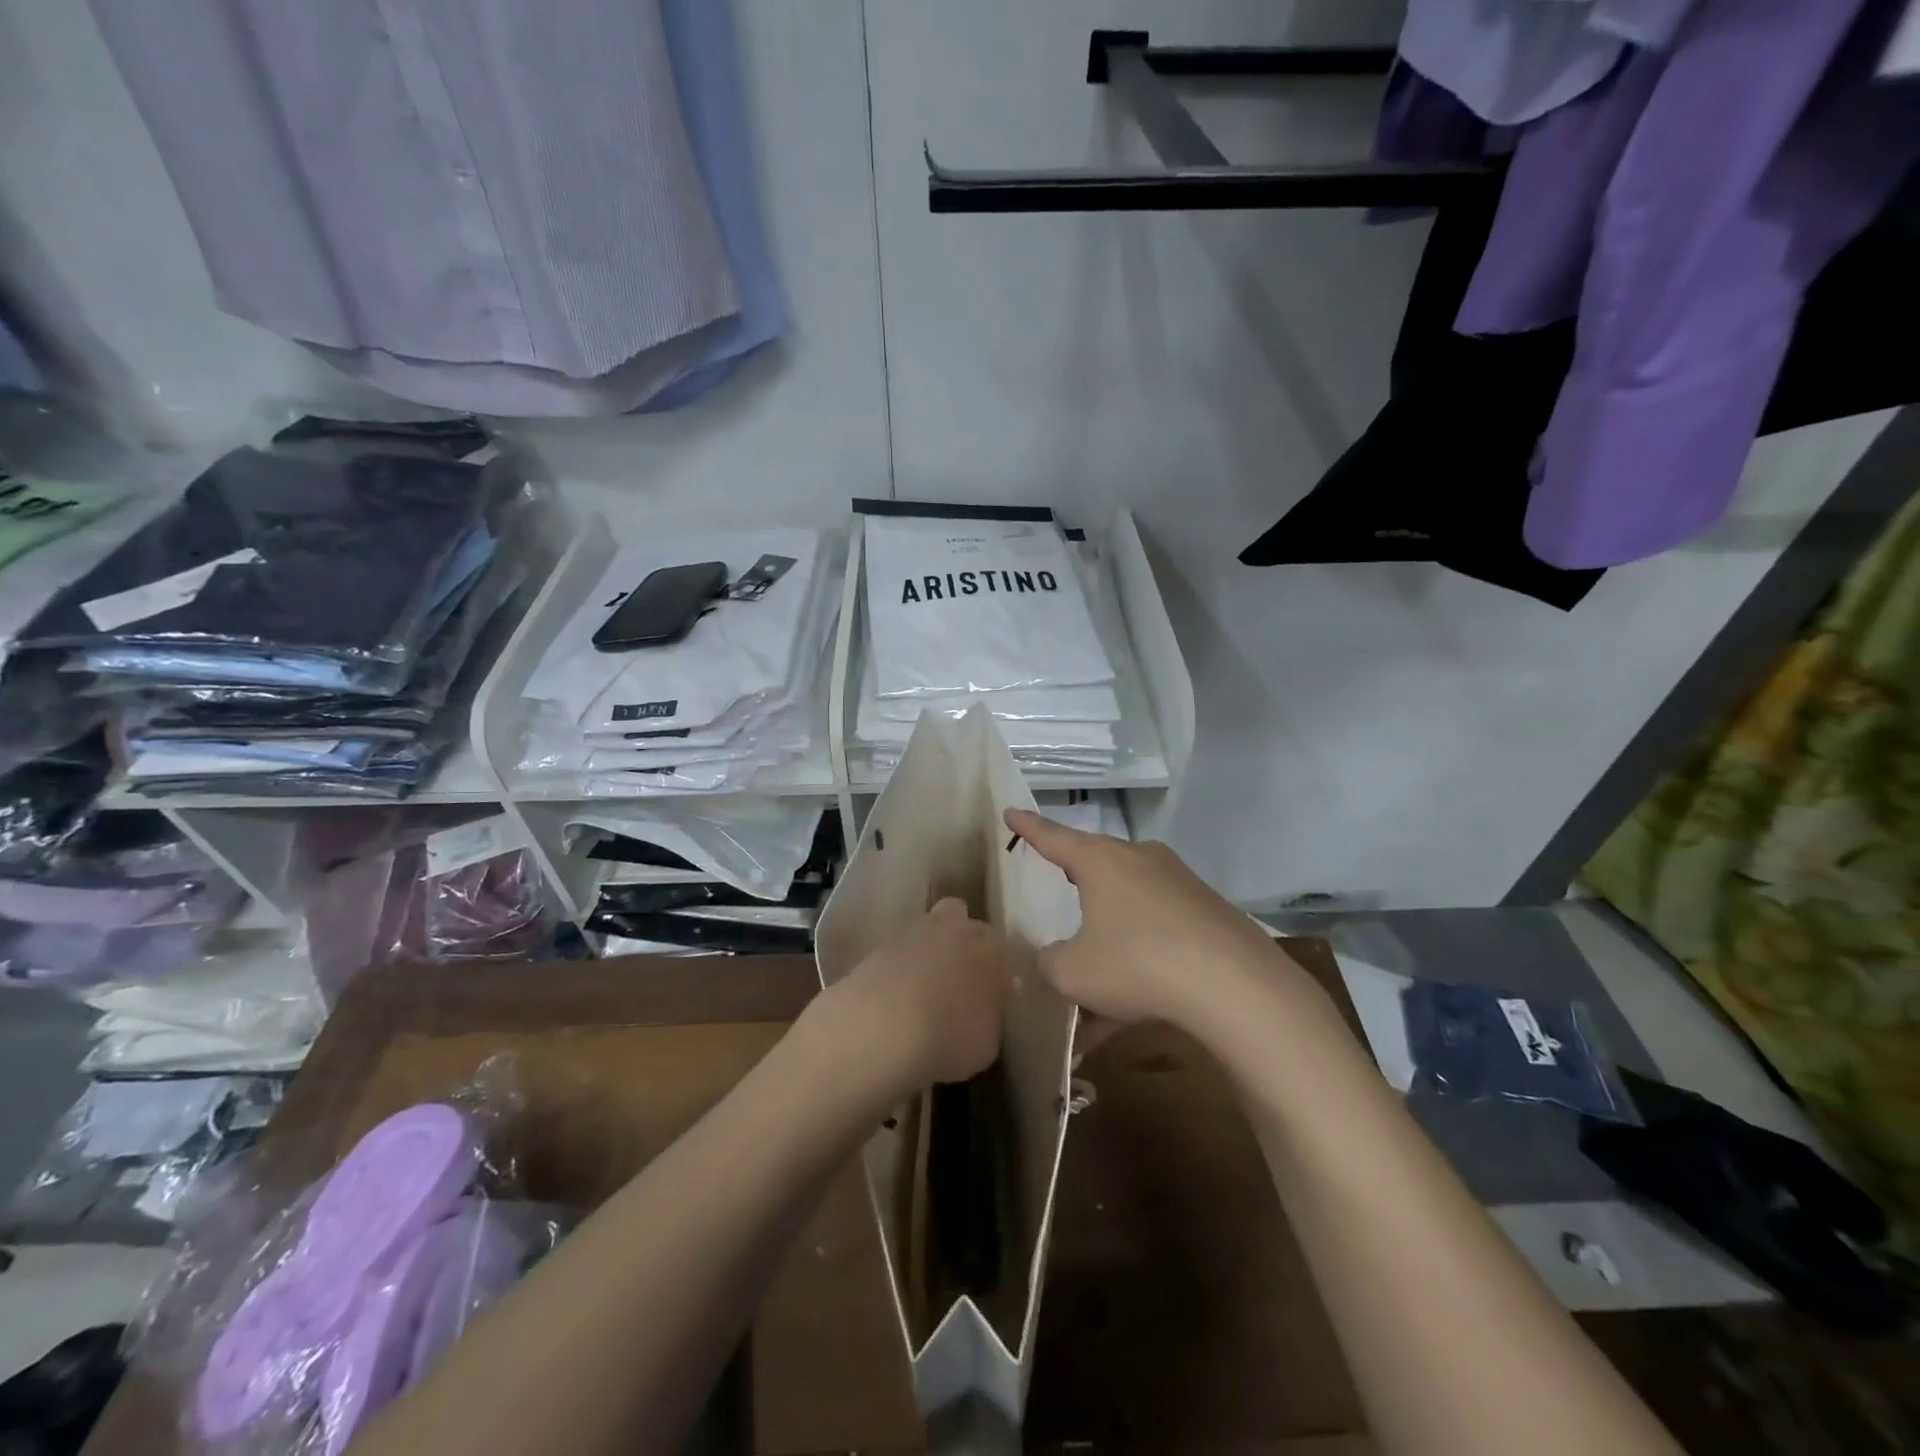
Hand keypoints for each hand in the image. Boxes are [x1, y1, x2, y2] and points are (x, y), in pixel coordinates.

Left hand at [819, 898, 1010, 1088]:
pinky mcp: (876, 949)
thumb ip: (988, 1017)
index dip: (994, 966)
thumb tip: (981, 1010)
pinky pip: (896, 955)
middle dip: (959, 939)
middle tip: (957, 977)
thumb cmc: (949, 1036)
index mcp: (989, 948)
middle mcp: (953, 929)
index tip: (990, 990)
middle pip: (959, 918)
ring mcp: (910, 934)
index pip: (1000, 945)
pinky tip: (894, 1002)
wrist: (881, 1028)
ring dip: (925, 953)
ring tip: (921, 994)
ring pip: (923, 932)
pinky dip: (897, 971)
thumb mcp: (987, 1042)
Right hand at [1005, 809, 1316, 1034]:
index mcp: (1101, 861)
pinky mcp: (1208, 912)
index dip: (1028, 827)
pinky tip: (1134, 1009)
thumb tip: (1058, 958)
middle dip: (1076, 888)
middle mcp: (1140, 860)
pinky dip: (1141, 961)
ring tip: (1095, 1003)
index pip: (1053, 837)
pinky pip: (1160, 931)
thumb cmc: (1138, 965)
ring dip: (1109, 946)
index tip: (1010, 810)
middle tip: (1059, 893)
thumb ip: (1051, 963)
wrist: (1237, 987)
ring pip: (1128, 909)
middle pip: (1096, 869)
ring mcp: (1179, 883)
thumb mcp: (1074, 973)